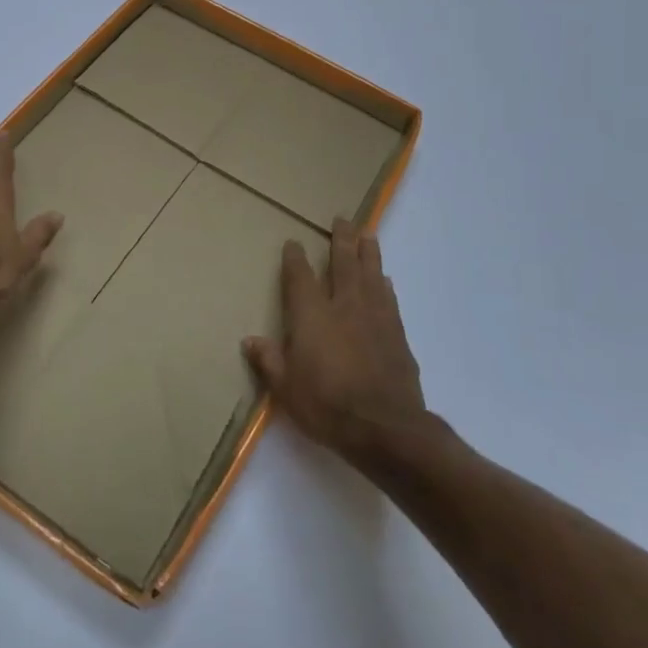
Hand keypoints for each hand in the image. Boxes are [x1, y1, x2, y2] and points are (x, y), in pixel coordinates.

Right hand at [243, 219, 426, 457]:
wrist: (386, 428)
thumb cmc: (328, 406)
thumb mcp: (286, 388)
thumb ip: (269, 361)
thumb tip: (250, 340)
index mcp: (312, 316)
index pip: (301, 277)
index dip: (295, 258)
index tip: (293, 242)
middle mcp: (344, 307)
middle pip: (343, 264)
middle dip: (341, 240)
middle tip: (343, 219)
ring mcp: (375, 318)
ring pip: (371, 275)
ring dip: (369, 253)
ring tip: (369, 234)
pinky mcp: (397, 335)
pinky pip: (389, 299)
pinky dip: (385, 285)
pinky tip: (386, 280)